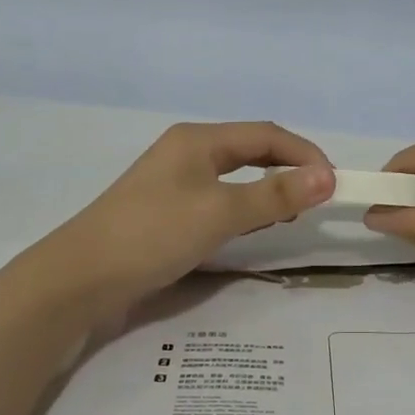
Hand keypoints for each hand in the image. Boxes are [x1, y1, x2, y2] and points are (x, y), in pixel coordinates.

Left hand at [43, 121, 333, 314]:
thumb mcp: (220, 213)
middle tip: (316, 201)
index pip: (267, 135)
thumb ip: (275, 194)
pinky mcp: (166, 210)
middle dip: (288, 170)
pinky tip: (251, 228)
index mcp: (199, 139)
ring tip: (291, 215)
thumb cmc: (153, 234)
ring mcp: (174, 181)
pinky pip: (218, 199)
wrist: (80, 279)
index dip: (305, 154)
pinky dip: (243, 208)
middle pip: (251, 151)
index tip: (335, 183)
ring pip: (235, 177)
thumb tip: (328, 176)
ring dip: (267, 190)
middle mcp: (187, 151)